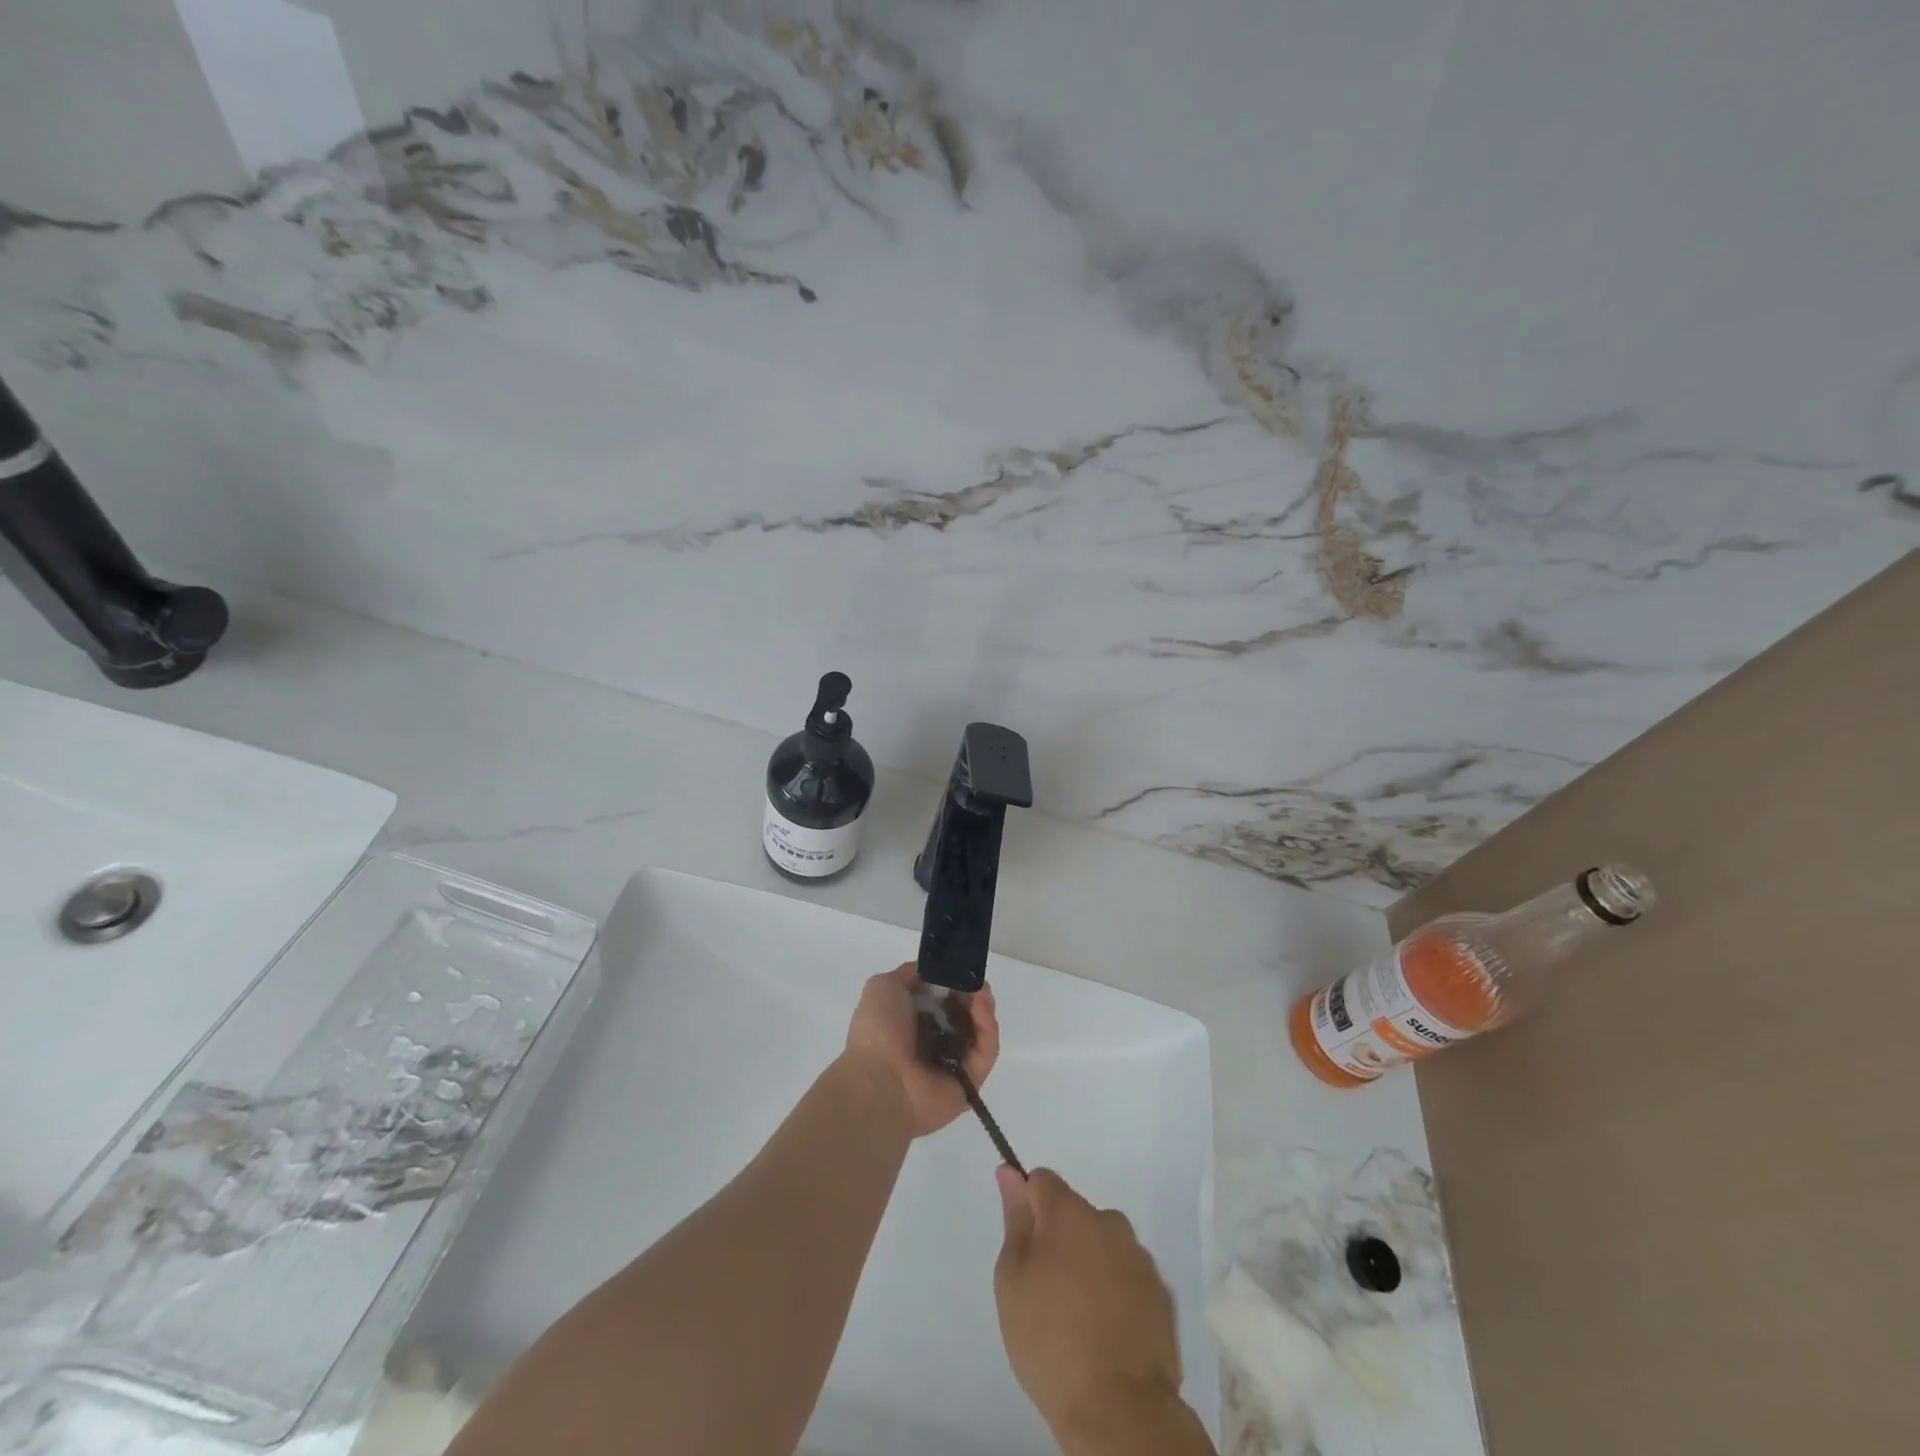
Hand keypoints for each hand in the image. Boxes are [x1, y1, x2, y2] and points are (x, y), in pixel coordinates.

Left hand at [844, 963, 998, 1137]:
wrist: (879, 1082)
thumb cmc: (878, 1031)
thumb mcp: (884, 986)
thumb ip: (910, 974)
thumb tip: (933, 971)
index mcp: (911, 1023)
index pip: (941, 1000)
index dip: (952, 982)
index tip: (961, 970)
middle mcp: (932, 1043)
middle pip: (963, 1013)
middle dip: (971, 993)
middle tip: (977, 981)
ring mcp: (953, 1063)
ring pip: (978, 1031)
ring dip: (983, 1007)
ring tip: (982, 992)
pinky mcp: (970, 1082)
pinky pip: (986, 1051)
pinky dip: (988, 1028)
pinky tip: (982, 1008)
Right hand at [994, 1168, 1189, 1448]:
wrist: (1120, 1409)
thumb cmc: (1050, 1340)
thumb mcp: (1013, 1279)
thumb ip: (1014, 1220)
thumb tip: (1011, 1173)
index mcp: (1070, 1213)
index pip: (1043, 1181)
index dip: (1027, 1204)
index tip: (1021, 1242)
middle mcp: (1109, 1222)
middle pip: (1075, 1214)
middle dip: (1059, 1238)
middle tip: (1045, 1291)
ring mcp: (1140, 1258)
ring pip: (1104, 1245)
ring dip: (1089, 1264)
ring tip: (1078, 1318)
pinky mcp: (1162, 1294)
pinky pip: (1128, 1277)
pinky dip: (1116, 1292)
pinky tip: (1107, 1333)